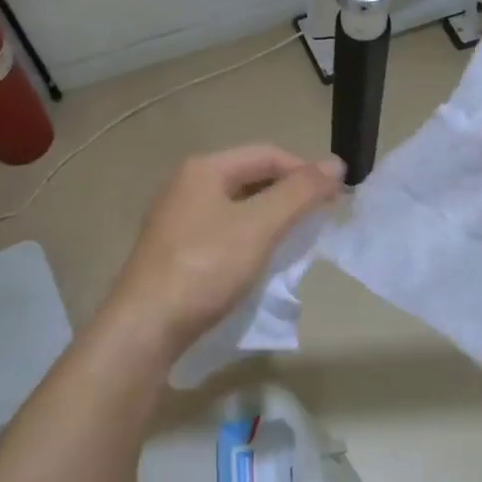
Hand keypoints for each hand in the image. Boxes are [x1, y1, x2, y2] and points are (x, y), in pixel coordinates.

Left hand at [103, 145, 344, 353]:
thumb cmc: (205, 268)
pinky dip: (249, 236)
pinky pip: (223, 229)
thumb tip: (335, 164)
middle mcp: (186, 184)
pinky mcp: (174, 248)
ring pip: (237, 205)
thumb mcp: (259, 227)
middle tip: (319, 220)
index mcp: (204, 169)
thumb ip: (299, 193)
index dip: (305, 171)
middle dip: (289, 194)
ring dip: (271, 216)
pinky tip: (260, 259)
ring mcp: (177, 217)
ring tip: (296, 240)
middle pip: (251, 176)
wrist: (145, 327)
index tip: (336, 199)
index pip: (268, 154)